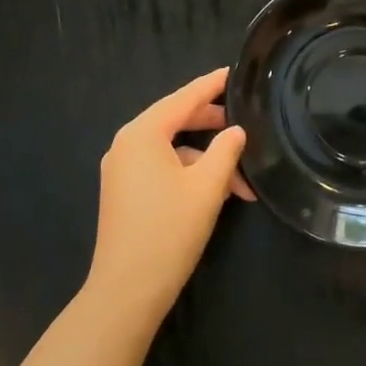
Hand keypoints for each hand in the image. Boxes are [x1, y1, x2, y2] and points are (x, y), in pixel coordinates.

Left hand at [84, 68, 253, 327]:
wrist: (126, 292)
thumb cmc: (168, 231)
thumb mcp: (207, 187)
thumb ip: (226, 151)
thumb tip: (236, 131)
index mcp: (143, 133)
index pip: (184, 97)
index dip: (211, 85)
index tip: (234, 72)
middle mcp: (127, 143)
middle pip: (175, 120)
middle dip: (212, 125)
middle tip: (244, 122)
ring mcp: (121, 169)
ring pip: (171, 149)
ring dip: (205, 160)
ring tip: (241, 181)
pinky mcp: (123, 192)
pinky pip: (160, 167)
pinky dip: (188, 174)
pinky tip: (215, 193)